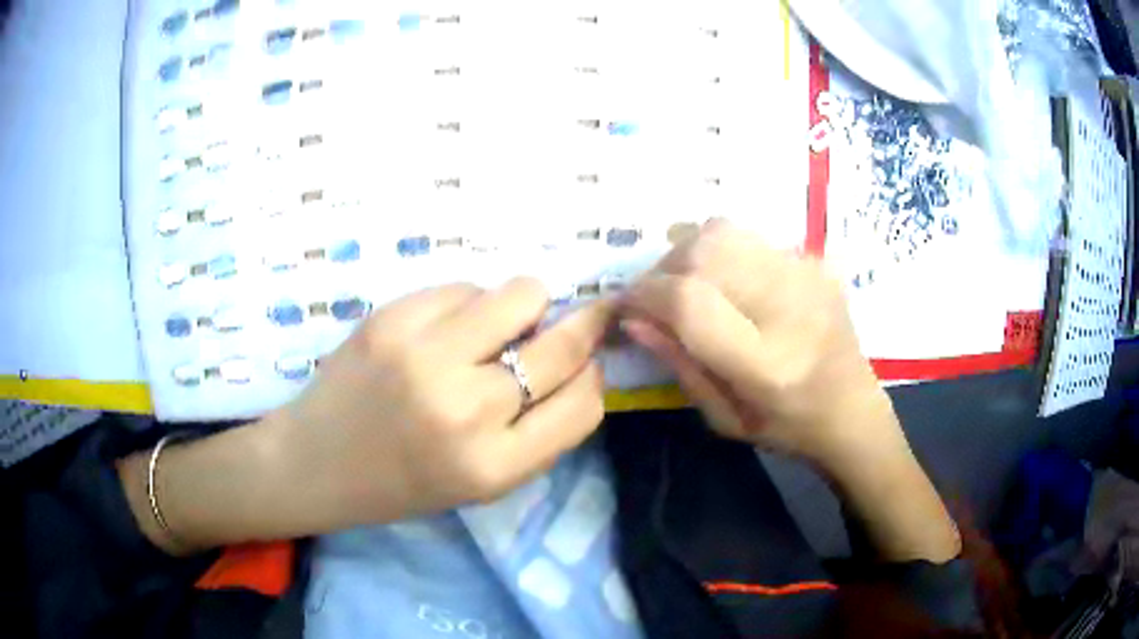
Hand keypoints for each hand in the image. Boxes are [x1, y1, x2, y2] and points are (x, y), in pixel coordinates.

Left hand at [275, 279, 611, 528]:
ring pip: (522, 294)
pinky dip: (470, 303)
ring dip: (525, 306)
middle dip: (581, 329)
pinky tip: (443, 328)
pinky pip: (466, 287)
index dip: (593, 377)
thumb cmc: (402, 482)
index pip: (585, 404)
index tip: (585, 366)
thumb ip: (537, 432)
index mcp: (494, 466)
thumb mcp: (481, 484)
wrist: (316, 461)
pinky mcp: (393, 317)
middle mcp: (466, 409)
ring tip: (496, 327)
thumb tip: (579, 362)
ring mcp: (426, 355)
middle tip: (570, 324)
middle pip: (563, 345)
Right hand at [621, 221, 959, 561]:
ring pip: (722, 231)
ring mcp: (807, 273)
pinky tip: (726, 281)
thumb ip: (679, 362)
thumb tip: (633, 317)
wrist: (854, 410)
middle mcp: (790, 305)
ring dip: (688, 252)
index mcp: (768, 362)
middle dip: (663, 270)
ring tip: (687, 283)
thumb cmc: (787, 428)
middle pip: (703, 252)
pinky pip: (748, 237)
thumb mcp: (723, 417)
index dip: (646, 295)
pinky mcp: (815, 259)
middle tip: (656, 298)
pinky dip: (721, 252)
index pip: (690, 301)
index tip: (626, 306)